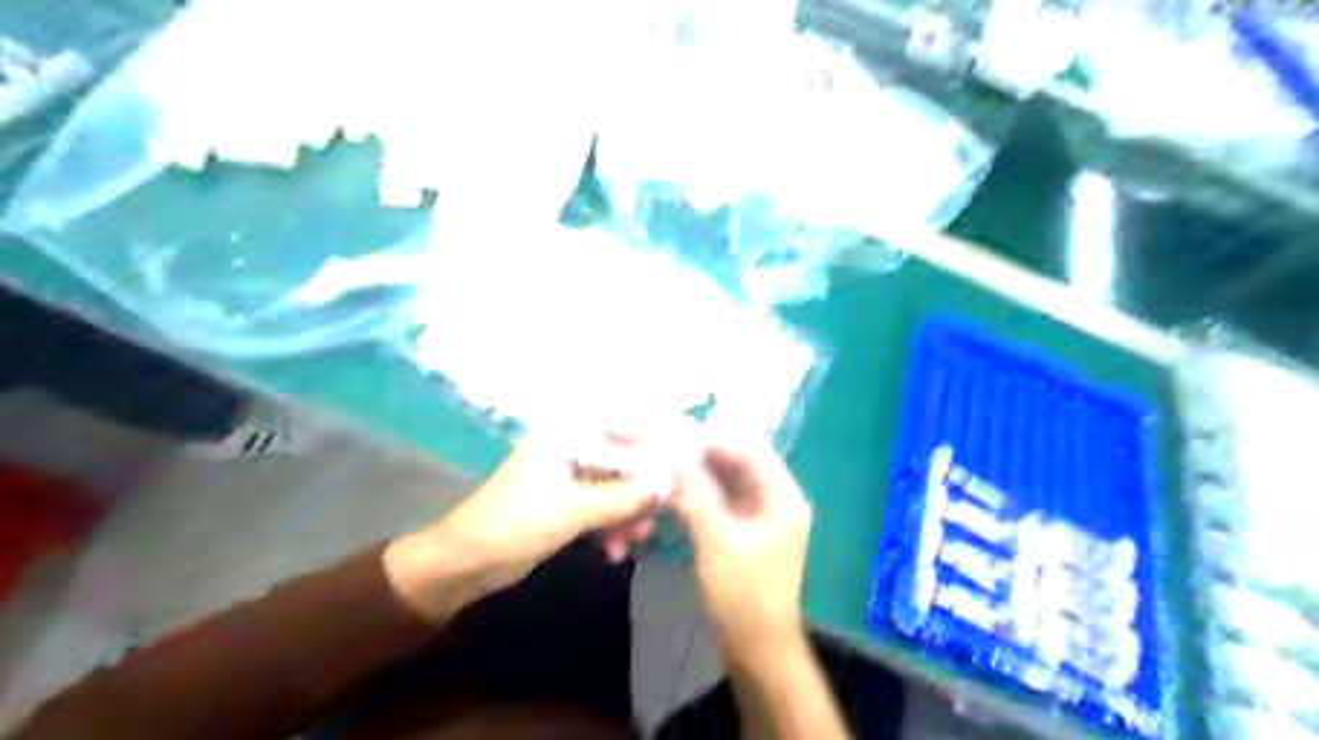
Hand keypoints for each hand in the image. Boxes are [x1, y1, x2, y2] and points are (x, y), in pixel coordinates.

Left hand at [387, 438, 664, 621]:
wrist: (466, 564)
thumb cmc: (514, 525)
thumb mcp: (573, 511)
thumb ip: (623, 498)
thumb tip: (668, 487)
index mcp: (565, 435)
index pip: (621, 435)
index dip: (652, 455)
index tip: (679, 476)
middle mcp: (569, 448)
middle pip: (622, 464)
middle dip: (639, 495)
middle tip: (655, 520)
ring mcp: (568, 477)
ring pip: (614, 489)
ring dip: (627, 516)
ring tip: (634, 544)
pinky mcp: (566, 503)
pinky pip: (602, 508)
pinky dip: (611, 527)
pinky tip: (615, 552)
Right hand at [670, 438, 814, 664]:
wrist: (757, 649)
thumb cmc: (743, 595)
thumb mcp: (717, 541)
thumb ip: (698, 494)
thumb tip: (677, 457)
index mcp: (782, 497)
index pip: (750, 449)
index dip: (714, 438)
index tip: (677, 435)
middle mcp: (775, 499)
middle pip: (738, 462)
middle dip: (702, 453)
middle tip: (665, 446)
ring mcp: (760, 516)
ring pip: (727, 481)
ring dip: (697, 474)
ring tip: (664, 466)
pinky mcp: (745, 531)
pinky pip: (720, 500)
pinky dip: (698, 494)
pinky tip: (673, 493)